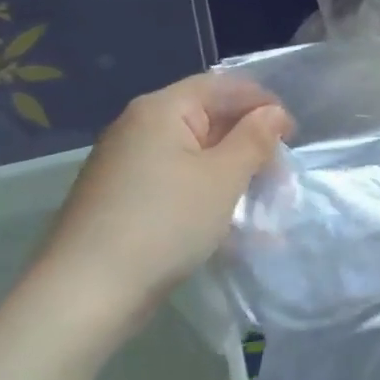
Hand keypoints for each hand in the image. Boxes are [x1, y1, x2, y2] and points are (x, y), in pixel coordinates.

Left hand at [24, 74, 291, 341]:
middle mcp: (138, 125)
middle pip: (207, 116)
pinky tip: (223, 218)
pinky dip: (205, 189)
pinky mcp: (122, 196)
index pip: (223, 86)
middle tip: (278, 174)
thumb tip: (273, 113)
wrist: (87, 293)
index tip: (293, 136)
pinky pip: (175, 178)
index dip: (263, 104)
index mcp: (161, 108)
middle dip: (249, 141)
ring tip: (258, 199)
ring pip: (193, 151)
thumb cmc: (165, 224)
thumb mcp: (223, 178)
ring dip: (231, 169)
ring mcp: (125, 162)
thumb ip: (254, 139)